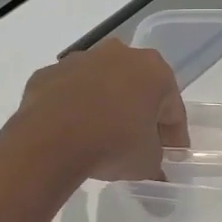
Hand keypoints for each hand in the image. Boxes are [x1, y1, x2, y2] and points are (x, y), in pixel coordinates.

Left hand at [14, 39, 188, 182]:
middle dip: (139, 112)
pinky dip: (72, 107)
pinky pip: (68, 92)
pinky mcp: (48, 73)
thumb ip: (156, 159)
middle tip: (138, 143)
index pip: (172, 107)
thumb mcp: (147, 162)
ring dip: (104, 105)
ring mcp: (79, 60)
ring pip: (100, 84)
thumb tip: (153, 167)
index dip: (174, 134)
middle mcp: (118, 54)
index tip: (172, 154)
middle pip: (137, 87)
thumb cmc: (113, 144)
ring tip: (100, 137)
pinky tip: (70, 132)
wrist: (51, 140)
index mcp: (153, 70)